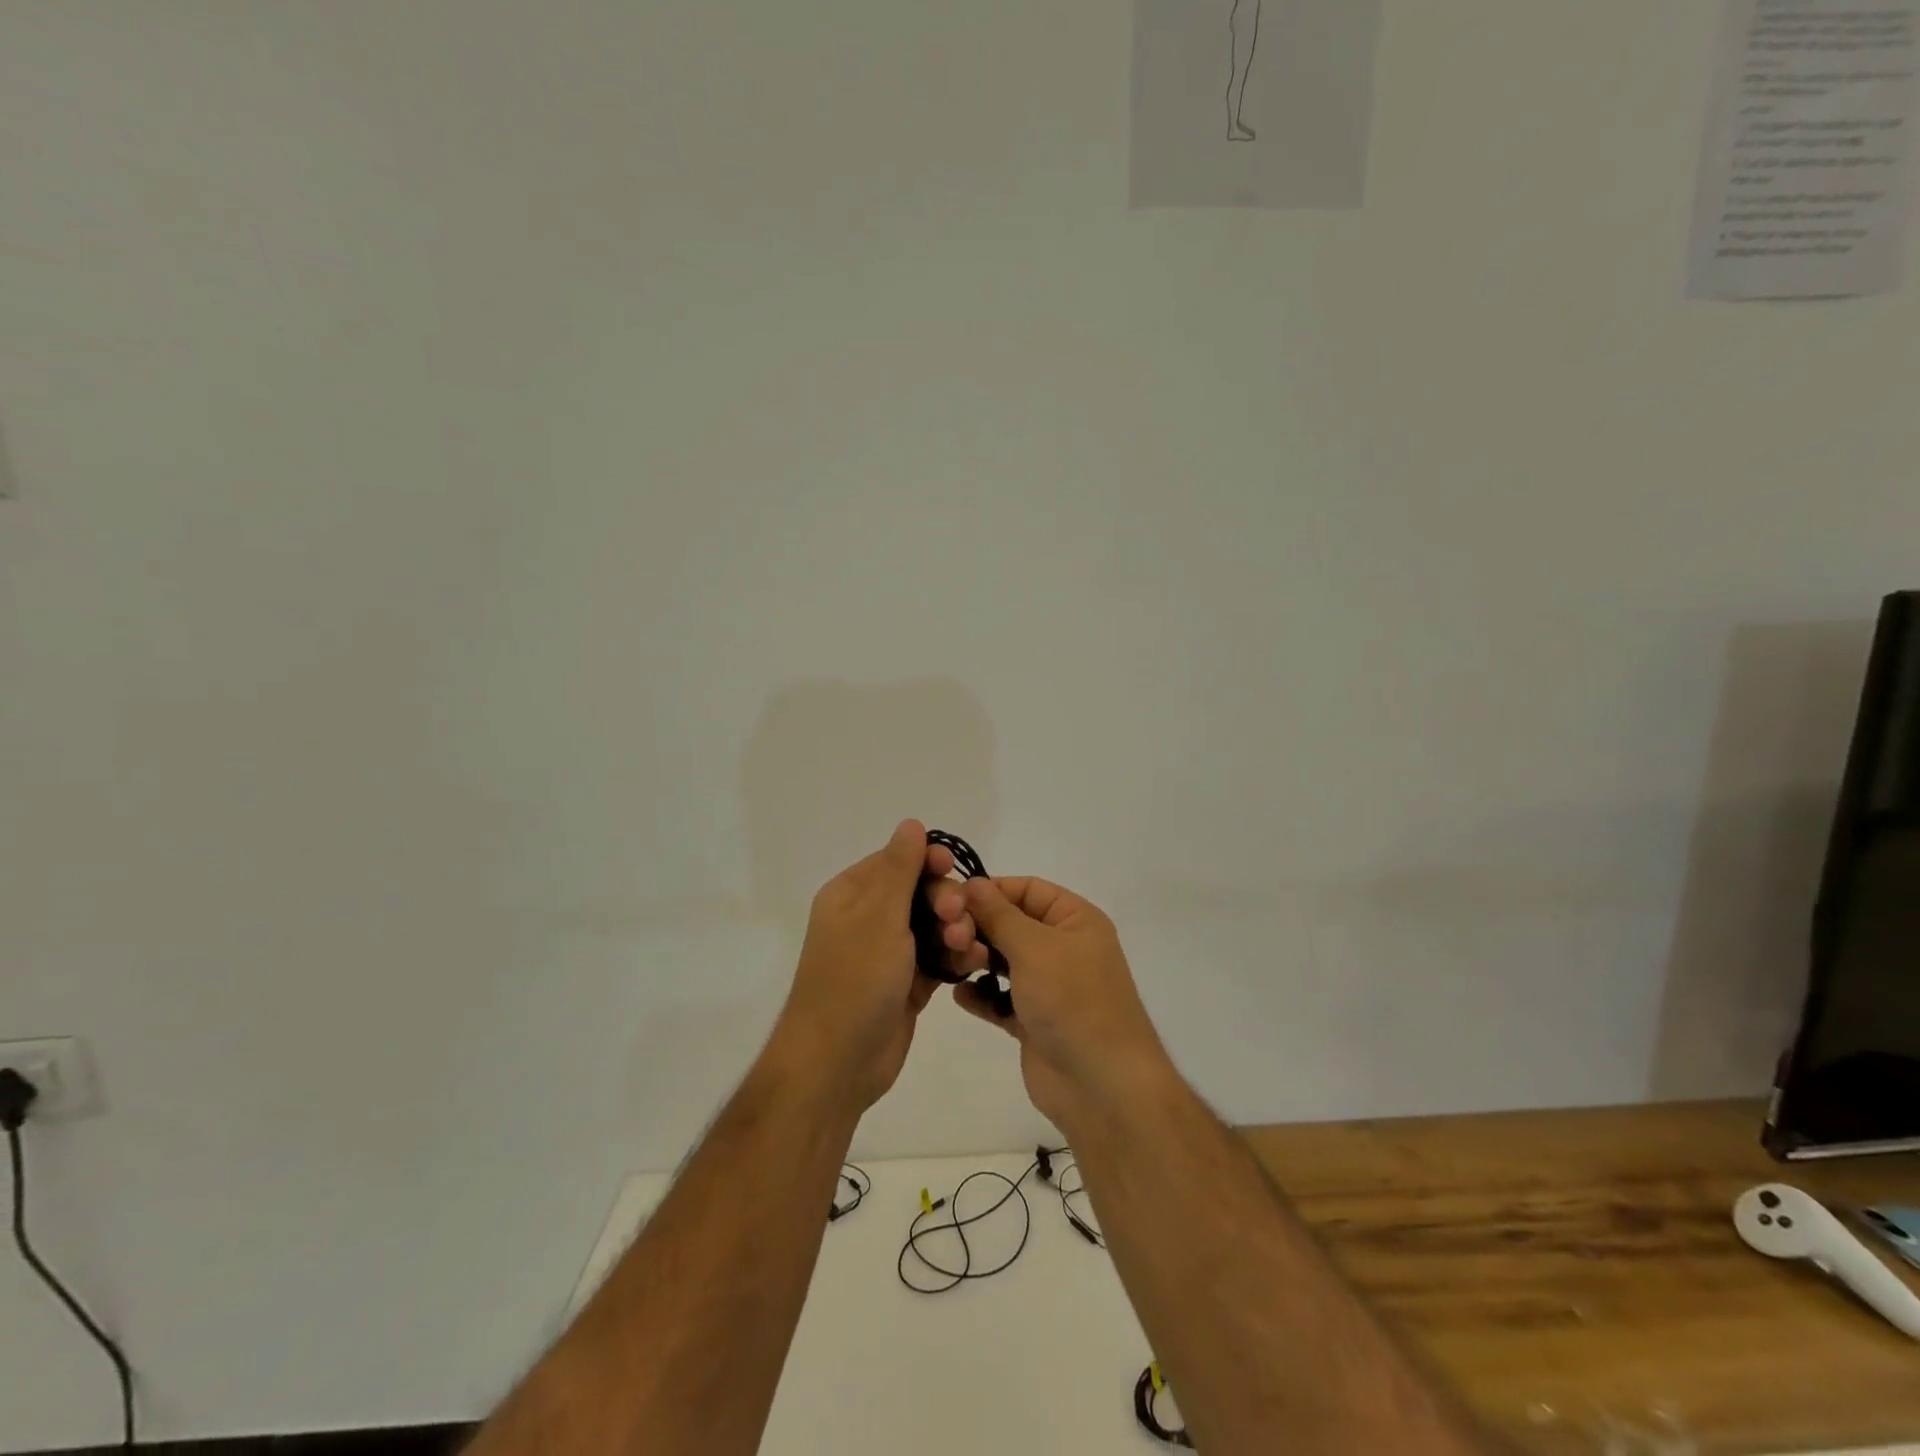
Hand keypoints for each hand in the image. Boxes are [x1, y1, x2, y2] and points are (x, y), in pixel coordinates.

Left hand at [766, 821, 986, 1114]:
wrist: (838, 1063)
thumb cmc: (855, 979)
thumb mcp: (878, 916)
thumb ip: (899, 867)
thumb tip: (911, 823)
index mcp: (852, 895)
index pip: (896, 861)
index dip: (928, 861)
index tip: (953, 868)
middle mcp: (868, 919)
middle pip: (920, 892)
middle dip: (946, 901)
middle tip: (958, 920)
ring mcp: (888, 953)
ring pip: (934, 926)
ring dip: (956, 930)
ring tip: (966, 948)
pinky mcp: (906, 983)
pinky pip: (938, 957)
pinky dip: (955, 957)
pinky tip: (972, 962)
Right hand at [948, 876, 1172, 1130]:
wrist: (1101, 1085)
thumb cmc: (1072, 1000)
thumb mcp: (1034, 947)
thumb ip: (998, 914)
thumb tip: (972, 882)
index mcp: (1075, 920)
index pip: (1028, 889)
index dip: (992, 890)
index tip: (952, 899)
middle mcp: (1063, 947)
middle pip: (1012, 923)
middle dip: (979, 927)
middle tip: (948, 936)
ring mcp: (1048, 986)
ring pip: (1003, 960)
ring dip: (977, 960)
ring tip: (954, 965)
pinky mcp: (1033, 1020)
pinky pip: (1000, 998)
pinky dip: (981, 994)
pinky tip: (960, 994)